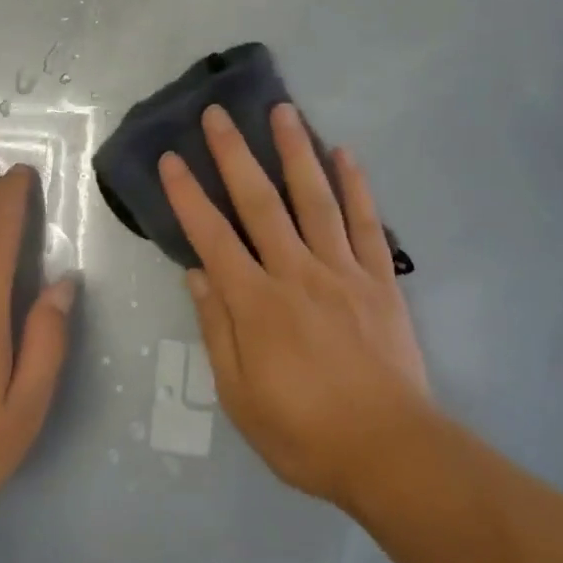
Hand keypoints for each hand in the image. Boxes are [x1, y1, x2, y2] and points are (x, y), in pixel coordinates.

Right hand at [160, 104, 432, 510]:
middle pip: (260, 203)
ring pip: (314, 199)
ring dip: (295, 152)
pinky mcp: (379, 280)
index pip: (212, 237)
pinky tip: (345, 153)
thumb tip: (196, 273)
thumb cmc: (304, 433)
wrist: (391, 452)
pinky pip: (366, 223)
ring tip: (282, 111)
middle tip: (218, 114)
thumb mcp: (240, 396)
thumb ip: (216, 329)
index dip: (188, 195)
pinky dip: (356, 186)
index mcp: (256, 303)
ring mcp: (342, 271)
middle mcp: (296, 273)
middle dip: (235, 155)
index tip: (171, 159)